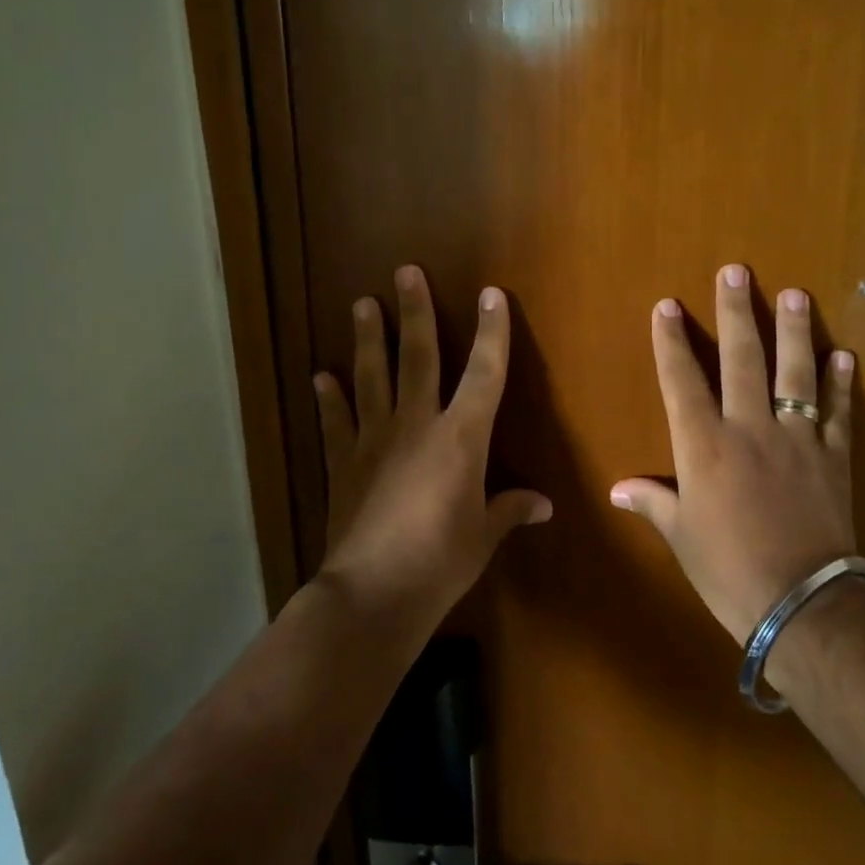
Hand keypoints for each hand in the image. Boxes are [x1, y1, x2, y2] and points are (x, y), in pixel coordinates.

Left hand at [313, 265, 551, 628]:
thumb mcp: (484, 535)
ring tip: (361, 305)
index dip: (492, 333)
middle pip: (417, 357)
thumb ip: (509, 510)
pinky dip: (329, 399)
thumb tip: (543, 505)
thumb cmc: (442, 561)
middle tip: (404, 272)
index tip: (492, 295)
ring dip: (367, 340)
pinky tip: (320, 376)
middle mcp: (416, 425)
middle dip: (414, 312)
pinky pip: (335, 423)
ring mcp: (373, 441)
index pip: (484, 374)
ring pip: (371, 378)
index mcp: (461, 437)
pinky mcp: (342, 464)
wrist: (374, 592)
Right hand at [611, 264, 856, 642]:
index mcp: (703, 446)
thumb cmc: (727, 570)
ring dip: (794, 331)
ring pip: (795, 373)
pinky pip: (839, 412)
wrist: (801, 603)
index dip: (671, 341)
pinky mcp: (834, 458)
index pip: (682, 380)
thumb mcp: (681, 536)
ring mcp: (797, 440)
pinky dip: (841, 383)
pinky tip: (843, 355)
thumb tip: (619, 488)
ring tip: (794, 294)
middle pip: (742, 359)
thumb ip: (653, 502)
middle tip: (736, 271)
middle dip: (736, 312)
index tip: (667, 306)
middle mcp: (749, 429)